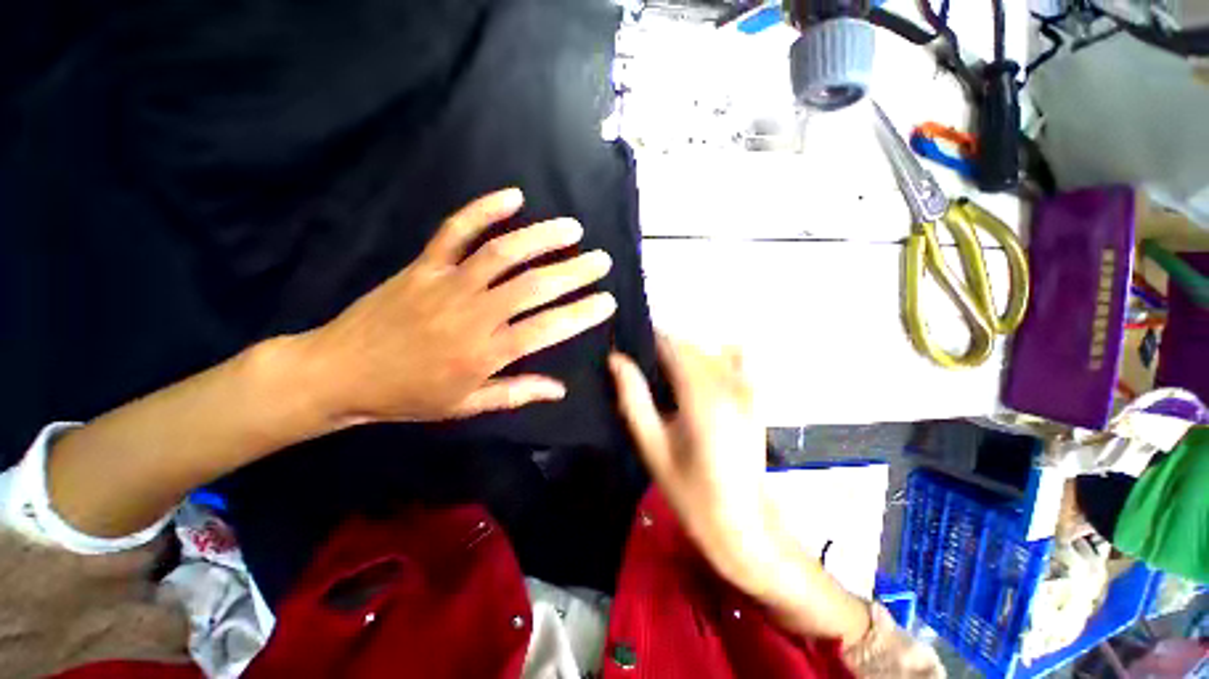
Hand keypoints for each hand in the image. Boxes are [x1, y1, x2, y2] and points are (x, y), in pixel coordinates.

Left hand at [300, 188, 616, 424]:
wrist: (340, 372)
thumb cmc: (408, 395)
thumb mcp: (466, 405)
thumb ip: (517, 393)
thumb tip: (560, 389)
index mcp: (485, 353)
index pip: (547, 329)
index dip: (581, 314)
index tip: (607, 301)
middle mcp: (473, 314)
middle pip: (533, 286)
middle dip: (574, 271)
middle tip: (601, 260)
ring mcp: (447, 284)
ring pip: (503, 252)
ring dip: (542, 237)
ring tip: (573, 228)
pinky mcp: (424, 265)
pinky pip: (456, 230)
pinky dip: (483, 209)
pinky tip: (513, 197)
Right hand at [609, 335, 775, 591]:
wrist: (742, 522)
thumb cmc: (689, 489)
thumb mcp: (652, 445)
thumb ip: (633, 397)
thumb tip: (616, 359)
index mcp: (701, 393)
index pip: (672, 345)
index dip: (647, 341)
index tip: (627, 349)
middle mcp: (728, 381)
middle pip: (690, 346)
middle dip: (663, 350)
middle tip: (640, 369)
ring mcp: (747, 387)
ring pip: (708, 352)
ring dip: (684, 356)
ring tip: (663, 379)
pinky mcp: (755, 396)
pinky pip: (734, 360)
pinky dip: (712, 360)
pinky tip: (698, 378)